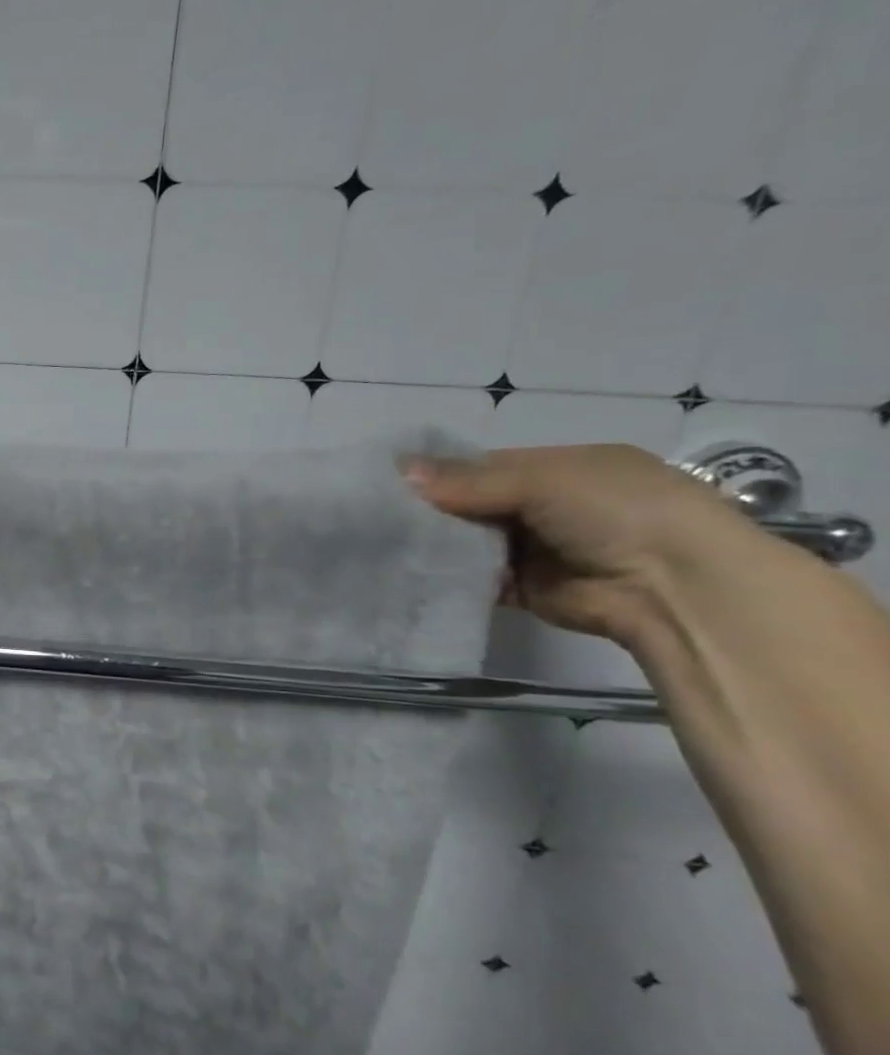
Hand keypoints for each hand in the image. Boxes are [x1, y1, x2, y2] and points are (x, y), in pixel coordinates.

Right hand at [405, 443, 764, 646]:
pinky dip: (450, 576)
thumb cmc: (617, 511)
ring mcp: (538, 549)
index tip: (394, 481)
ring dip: (439, 543)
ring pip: (472, 542)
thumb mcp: (543, 480)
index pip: (486, 466)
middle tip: (381, 515)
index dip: (442, 472)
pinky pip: (477, 579)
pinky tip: (412, 571)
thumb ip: (469, 480)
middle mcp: (549, 506)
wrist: (674, 588)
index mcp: (563, 468)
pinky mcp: (527, 589)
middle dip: (434, 510)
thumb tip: (401, 472)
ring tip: (386, 543)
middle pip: (474, 504)